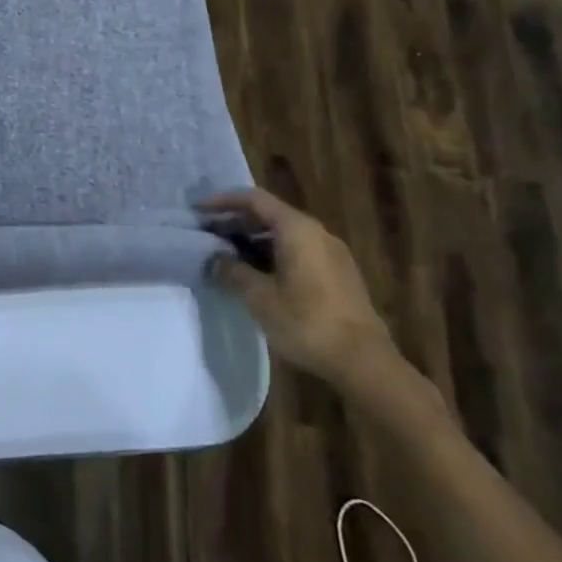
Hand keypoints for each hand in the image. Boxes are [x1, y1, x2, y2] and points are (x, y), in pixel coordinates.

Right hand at [199, 189, 400, 388]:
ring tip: (226, 254)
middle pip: (270, 214)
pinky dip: (271, 253)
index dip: (223, 201)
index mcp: (297, 229)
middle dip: (236, 221)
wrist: (363, 361)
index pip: (254, 199)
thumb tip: (215, 259)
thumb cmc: (306, 322)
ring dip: (253, 239)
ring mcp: (331, 253)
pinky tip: (256, 273)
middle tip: (207, 234)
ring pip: (284, 234)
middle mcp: (317, 233)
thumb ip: (232, 271)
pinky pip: (297, 250)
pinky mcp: (338, 274)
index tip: (197, 210)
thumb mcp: (259, 297)